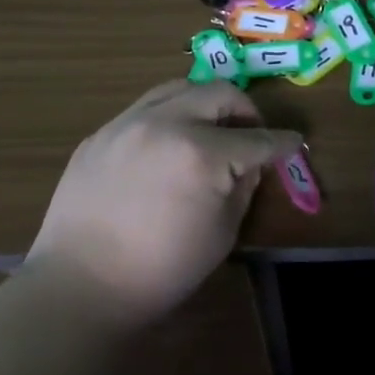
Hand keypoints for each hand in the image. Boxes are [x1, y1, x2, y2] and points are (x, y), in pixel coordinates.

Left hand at [29, 80, 299, 328]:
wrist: (80, 287)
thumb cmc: (161, 270)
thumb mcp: (222, 233)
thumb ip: (243, 186)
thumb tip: (251, 162)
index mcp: (202, 153)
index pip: (257, 139)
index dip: (283, 142)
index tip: (295, 142)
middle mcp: (166, 123)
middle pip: (219, 93)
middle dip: (246, 109)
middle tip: (252, 132)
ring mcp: (127, 123)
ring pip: (179, 87)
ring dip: (205, 102)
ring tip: (211, 127)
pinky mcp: (101, 133)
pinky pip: (145, 108)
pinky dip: (169, 115)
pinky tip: (168, 144)